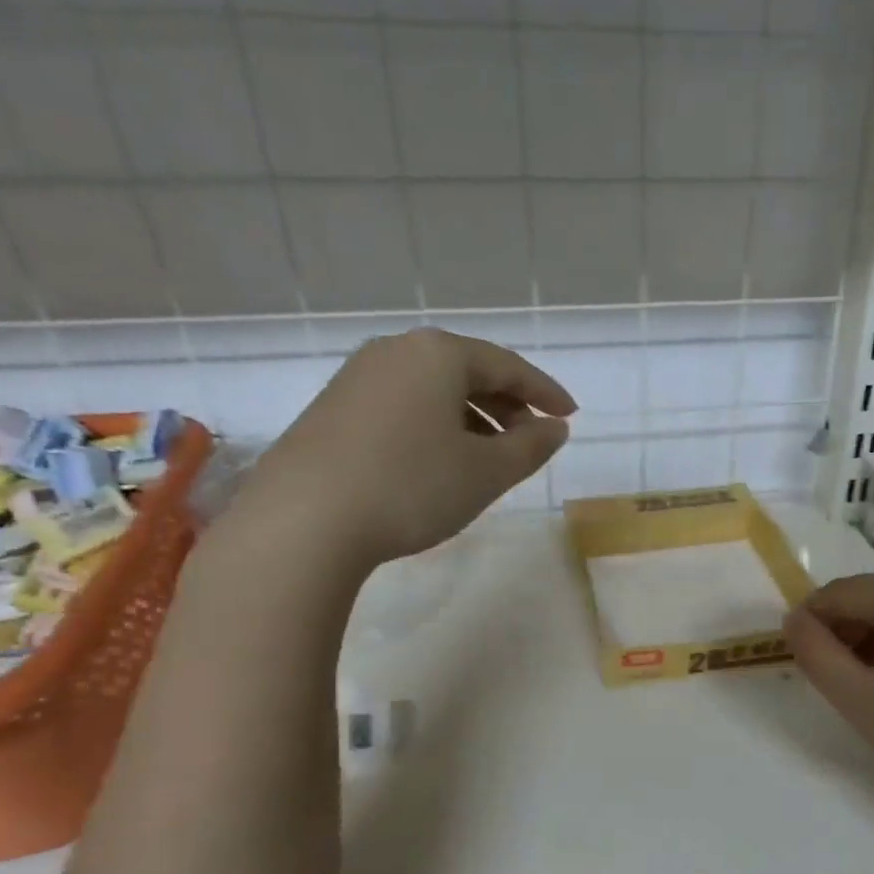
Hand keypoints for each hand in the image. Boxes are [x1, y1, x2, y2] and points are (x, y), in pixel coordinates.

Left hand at [224, 328, 575, 577]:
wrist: (304, 521)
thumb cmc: (411, 486)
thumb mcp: (486, 472)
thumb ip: (530, 447)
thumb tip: (555, 428)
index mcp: (438, 355)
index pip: (508, 366)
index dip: (545, 392)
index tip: (570, 416)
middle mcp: (396, 352)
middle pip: (468, 372)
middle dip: (507, 406)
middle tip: (532, 439)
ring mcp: (357, 379)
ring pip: (433, 391)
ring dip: (471, 419)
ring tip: (491, 457)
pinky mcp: (333, 410)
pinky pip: (403, 407)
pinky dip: (435, 427)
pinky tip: (440, 462)